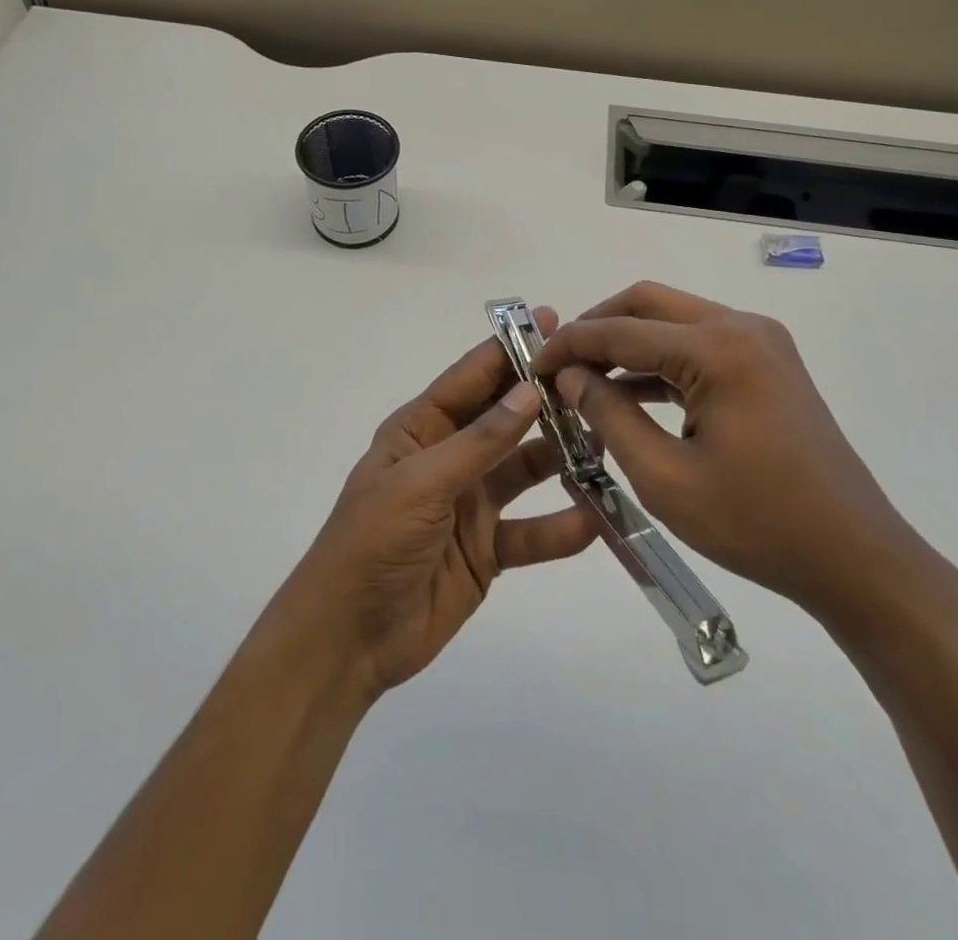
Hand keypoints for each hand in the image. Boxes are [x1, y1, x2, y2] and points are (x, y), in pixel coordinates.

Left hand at [272, 310, 596, 701]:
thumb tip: (529, 390)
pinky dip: (559, 528)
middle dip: (543, 399)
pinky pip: (530, 532)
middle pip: (503, 419)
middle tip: (595, 379)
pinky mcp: (487, 549)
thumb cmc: (373, 542)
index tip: (552, 320)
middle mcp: (449, 458)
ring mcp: (470, 503)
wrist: (349, 637)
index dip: (508, 349)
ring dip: (560, 458)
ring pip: (524, 470)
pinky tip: (594, 520)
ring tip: (607, 442)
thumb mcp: (422, 483)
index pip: (470, 379)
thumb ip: (480, 441)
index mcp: (421, 430)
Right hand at [532, 282, 935, 626]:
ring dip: (627, 344)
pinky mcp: (767, 364)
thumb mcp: (664, 476)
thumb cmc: (757, 523)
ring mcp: (759, 342)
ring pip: (673, 321)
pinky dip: (659, 363)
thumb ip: (609, 415)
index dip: (568, 346)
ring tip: (584, 382)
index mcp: (717, 348)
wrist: (855, 558)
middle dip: (596, 328)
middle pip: (647, 304)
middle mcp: (740, 327)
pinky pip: (698, 346)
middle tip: (557, 365)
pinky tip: (628, 395)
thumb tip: (569, 376)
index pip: (620, 330)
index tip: (529, 366)